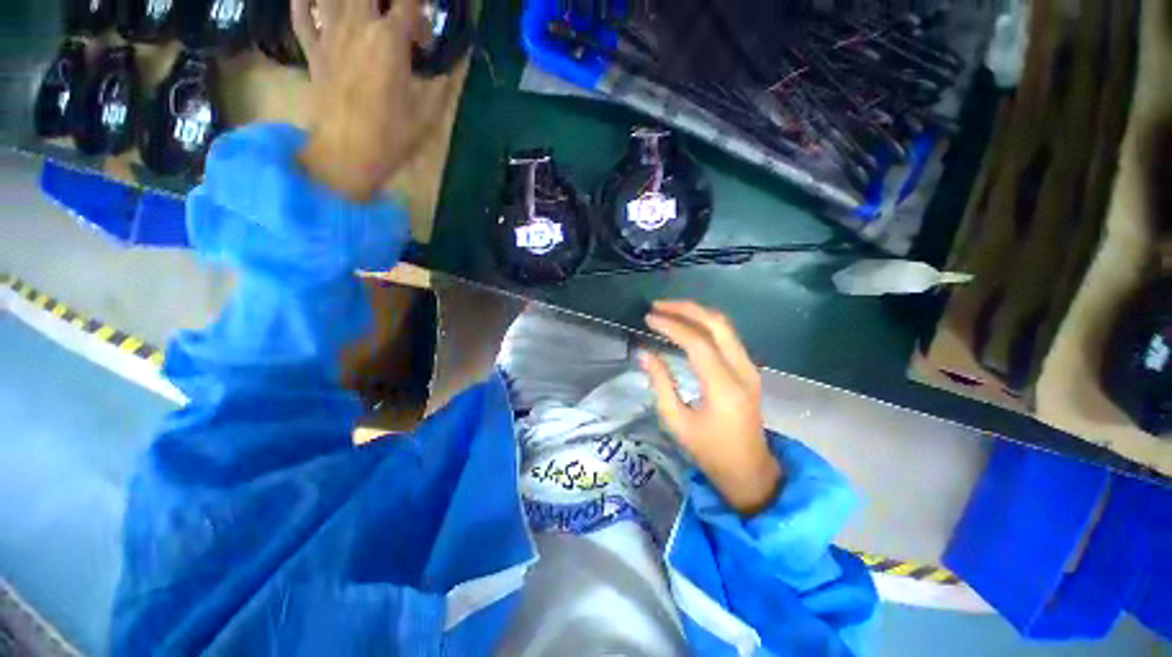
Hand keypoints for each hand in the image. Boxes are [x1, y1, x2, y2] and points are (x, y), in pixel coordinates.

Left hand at [292, 0, 447, 200]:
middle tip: (399, 16)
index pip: (409, 2)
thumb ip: (441, 84)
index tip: (428, 28)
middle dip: (389, 0)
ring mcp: (329, 36)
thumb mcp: (427, 116)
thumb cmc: (391, 139)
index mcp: (390, 41)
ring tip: (367, 12)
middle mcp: (358, 27)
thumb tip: (451, 66)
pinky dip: (305, 1)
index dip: (422, 6)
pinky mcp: (313, 52)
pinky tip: (314, 0)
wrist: (344, 158)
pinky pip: (302, 14)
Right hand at [640, 300, 781, 516]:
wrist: (750, 471)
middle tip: (657, 306)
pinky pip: (727, 336)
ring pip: (724, 326)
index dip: (671, 326)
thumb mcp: (677, 422)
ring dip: (696, 313)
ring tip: (668, 311)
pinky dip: (705, 325)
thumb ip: (660, 384)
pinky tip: (686, 325)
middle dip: (686, 308)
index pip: (697, 343)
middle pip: (717, 324)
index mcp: (724, 387)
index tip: (648, 318)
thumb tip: (644, 354)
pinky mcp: (748, 369)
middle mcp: (742, 370)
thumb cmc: (710, 452)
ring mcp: (749, 367)